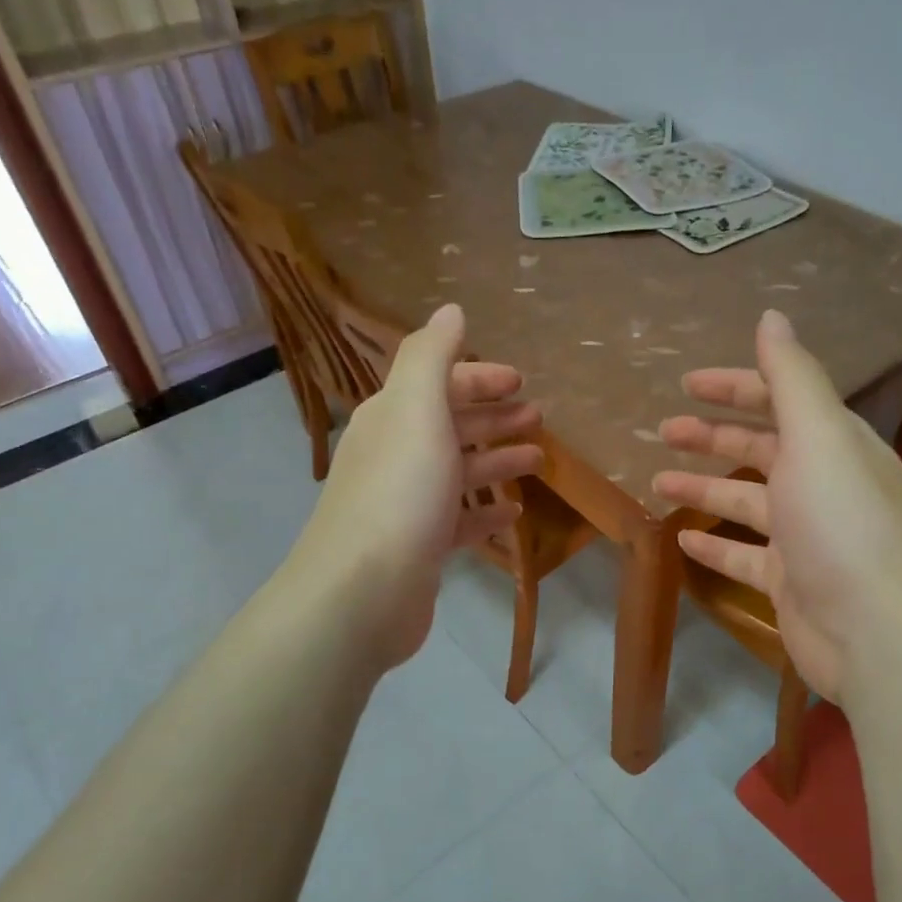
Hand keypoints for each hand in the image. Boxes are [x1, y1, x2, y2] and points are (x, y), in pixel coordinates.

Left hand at [283, 304, 542, 669]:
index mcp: (393, 417)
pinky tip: (514, 514)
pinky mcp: (419, 547)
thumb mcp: (417, 410)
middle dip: (493, 417)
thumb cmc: (400, 493)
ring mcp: (406, 504)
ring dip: (497, 461)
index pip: (438, 383)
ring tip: (538, 460)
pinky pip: (459, 520)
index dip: (479, 377)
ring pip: (458, 472)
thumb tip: (449, 310)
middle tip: (538, 419)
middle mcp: (396, 454)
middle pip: (450, 426)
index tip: (521, 382)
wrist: (362, 592)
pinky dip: (486, 513)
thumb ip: (432, 356)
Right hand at [652, 309, 901, 699]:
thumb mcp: (819, 438)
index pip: (782, 400)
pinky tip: (683, 540)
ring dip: (704, 488)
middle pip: (761, 450)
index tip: (686, 383)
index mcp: (835, 444)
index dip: (735, 387)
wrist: (878, 635)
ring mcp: (806, 537)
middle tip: (663, 431)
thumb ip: (792, 378)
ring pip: (746, 502)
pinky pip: (744, 555)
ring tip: (658, 482)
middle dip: (713, 436)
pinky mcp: (790, 581)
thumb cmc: (843, 525)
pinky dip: (715, 545)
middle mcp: (823, 484)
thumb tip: (772, 316)